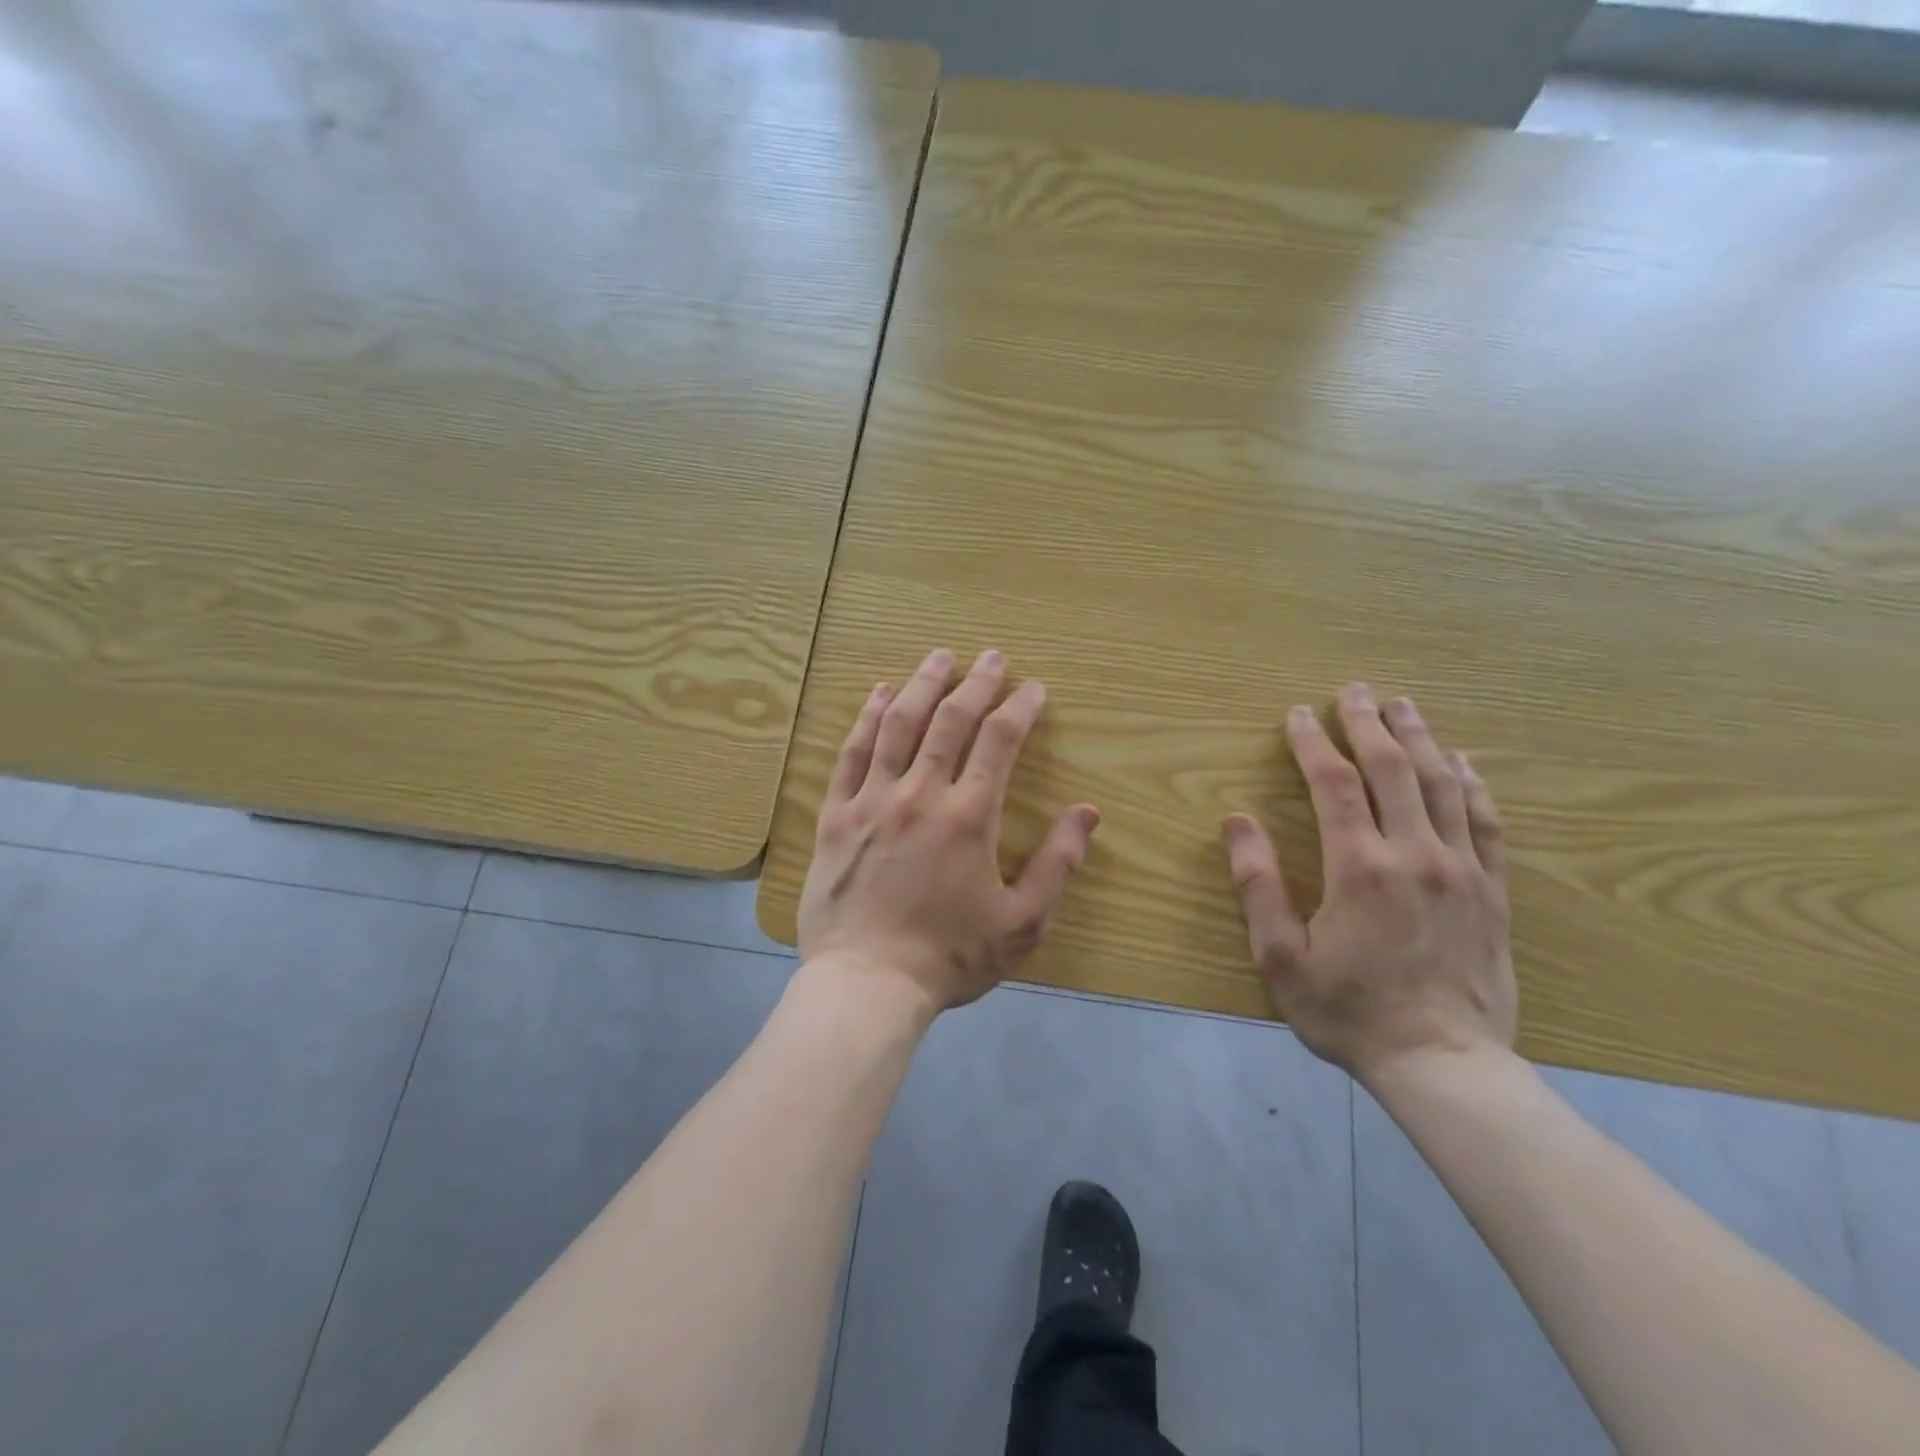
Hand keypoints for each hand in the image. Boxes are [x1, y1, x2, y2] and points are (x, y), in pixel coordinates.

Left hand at [797, 648, 1100, 1015]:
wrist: (867, 984)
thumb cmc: (949, 957)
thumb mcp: (1022, 923)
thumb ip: (1058, 865)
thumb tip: (1087, 814)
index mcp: (970, 817)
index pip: (1000, 741)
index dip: (1019, 708)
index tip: (1033, 689)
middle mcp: (920, 794)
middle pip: (951, 720)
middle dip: (976, 682)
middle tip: (991, 657)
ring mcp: (872, 800)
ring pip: (899, 725)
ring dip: (923, 685)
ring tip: (940, 657)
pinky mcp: (835, 815)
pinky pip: (851, 753)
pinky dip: (867, 718)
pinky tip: (880, 693)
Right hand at [1221, 684, 1513, 1083]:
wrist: (1444, 1065)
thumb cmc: (1348, 1011)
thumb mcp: (1280, 957)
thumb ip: (1257, 885)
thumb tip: (1236, 822)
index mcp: (1359, 866)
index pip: (1334, 783)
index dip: (1313, 743)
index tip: (1298, 715)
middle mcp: (1415, 854)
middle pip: (1392, 769)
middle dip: (1369, 723)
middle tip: (1354, 690)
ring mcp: (1462, 870)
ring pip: (1443, 785)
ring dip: (1420, 739)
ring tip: (1404, 706)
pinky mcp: (1492, 892)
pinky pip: (1487, 823)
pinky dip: (1474, 784)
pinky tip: (1463, 762)